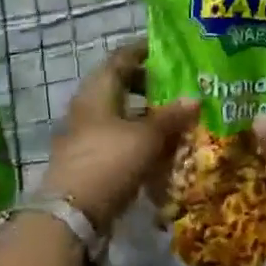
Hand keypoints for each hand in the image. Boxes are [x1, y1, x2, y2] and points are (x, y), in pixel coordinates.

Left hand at [44, 41, 196, 231]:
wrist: (71, 215)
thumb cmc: (110, 161)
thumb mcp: (147, 137)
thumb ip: (171, 117)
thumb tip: (195, 98)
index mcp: (99, 88)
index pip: (122, 56)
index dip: (145, 50)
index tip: (169, 50)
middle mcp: (89, 104)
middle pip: (121, 84)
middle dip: (149, 84)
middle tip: (178, 86)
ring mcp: (86, 132)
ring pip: (120, 112)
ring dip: (145, 113)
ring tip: (174, 118)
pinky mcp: (89, 158)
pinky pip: (117, 137)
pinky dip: (137, 137)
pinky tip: (159, 148)